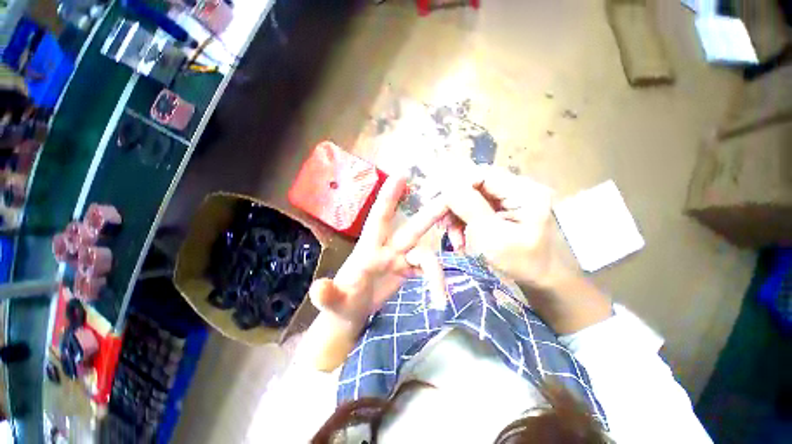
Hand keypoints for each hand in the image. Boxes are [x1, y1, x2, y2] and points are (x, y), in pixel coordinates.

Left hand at [309, 176, 447, 326]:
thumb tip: (318, 289)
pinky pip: (427, 271)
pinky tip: (439, 298)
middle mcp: (388, 249)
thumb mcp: (332, 300)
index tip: (401, 175)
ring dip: (436, 273)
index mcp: (369, 248)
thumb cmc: (340, 301)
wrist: (350, 313)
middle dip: (430, 214)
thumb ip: (327, 295)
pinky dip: (436, 281)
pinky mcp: (408, 271)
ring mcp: (400, 259)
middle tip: (449, 201)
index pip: (379, 218)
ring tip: (441, 298)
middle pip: (412, 229)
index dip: (388, 197)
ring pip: (426, 255)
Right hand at [442, 166, 562, 289]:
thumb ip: (469, 208)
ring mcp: (510, 198)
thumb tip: (448, 186)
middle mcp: (518, 188)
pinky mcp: (503, 207)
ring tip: (455, 239)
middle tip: (442, 226)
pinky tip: (461, 238)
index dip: (455, 188)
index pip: (481, 175)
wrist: (540, 280)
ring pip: (471, 198)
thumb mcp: (491, 236)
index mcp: (524, 192)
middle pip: (474, 186)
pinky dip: (464, 222)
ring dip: (457, 217)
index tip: (438, 207)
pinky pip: (475, 208)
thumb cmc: (520, 263)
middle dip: (454, 206)